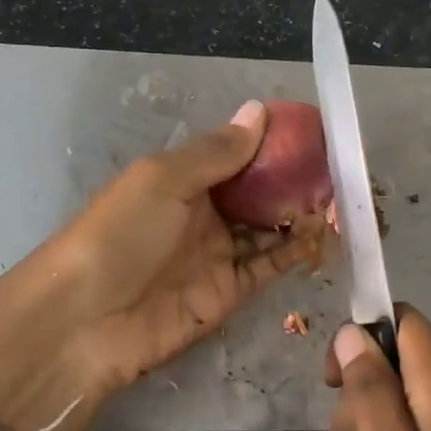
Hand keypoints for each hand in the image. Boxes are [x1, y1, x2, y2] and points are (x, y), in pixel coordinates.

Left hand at [0, 101, 322, 430]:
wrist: (86, 320)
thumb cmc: (121, 233)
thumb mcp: (164, 179)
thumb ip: (217, 151)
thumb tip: (259, 111)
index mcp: (182, 179)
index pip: (236, 155)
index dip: (272, 145)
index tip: (314, 134)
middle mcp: (202, 214)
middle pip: (258, 193)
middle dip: (295, 182)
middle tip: (339, 173)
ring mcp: (216, 254)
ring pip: (270, 229)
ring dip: (302, 216)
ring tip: (343, 202)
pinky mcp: (228, 293)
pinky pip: (269, 267)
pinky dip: (296, 252)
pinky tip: (325, 236)